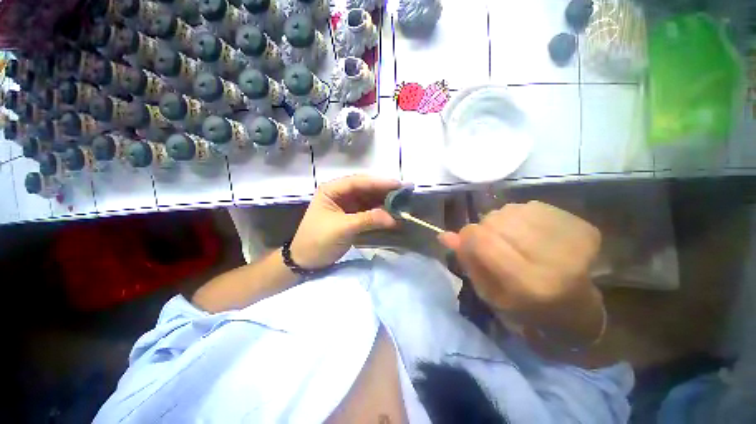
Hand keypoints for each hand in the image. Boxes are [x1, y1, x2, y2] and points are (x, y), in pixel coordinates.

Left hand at [290, 175, 400, 268]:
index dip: (379, 182)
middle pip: (365, 188)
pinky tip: (392, 213)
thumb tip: (393, 217)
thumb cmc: (318, 241)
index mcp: (331, 190)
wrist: (306, 260)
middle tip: (405, 192)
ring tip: (403, 202)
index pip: (358, 182)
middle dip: (384, 190)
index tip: (399, 185)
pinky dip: (380, 212)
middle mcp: (340, 193)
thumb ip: (368, 220)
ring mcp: (347, 204)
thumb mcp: (342, 228)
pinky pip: (369, 210)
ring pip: (369, 198)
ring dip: (384, 201)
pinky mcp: (352, 215)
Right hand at [439, 201, 603, 344]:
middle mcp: (552, 260)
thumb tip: (444, 235)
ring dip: (502, 221)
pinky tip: (529, 232)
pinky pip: (532, 206)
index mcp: (526, 284)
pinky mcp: (582, 227)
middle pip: (496, 221)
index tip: (467, 240)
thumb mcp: (487, 292)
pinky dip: (521, 216)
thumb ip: (467, 261)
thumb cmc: (524, 307)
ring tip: (512, 238)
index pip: (482, 240)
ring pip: (512, 210)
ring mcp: (572, 241)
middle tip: (493, 243)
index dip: (467, 235)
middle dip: (485, 228)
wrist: (575, 308)